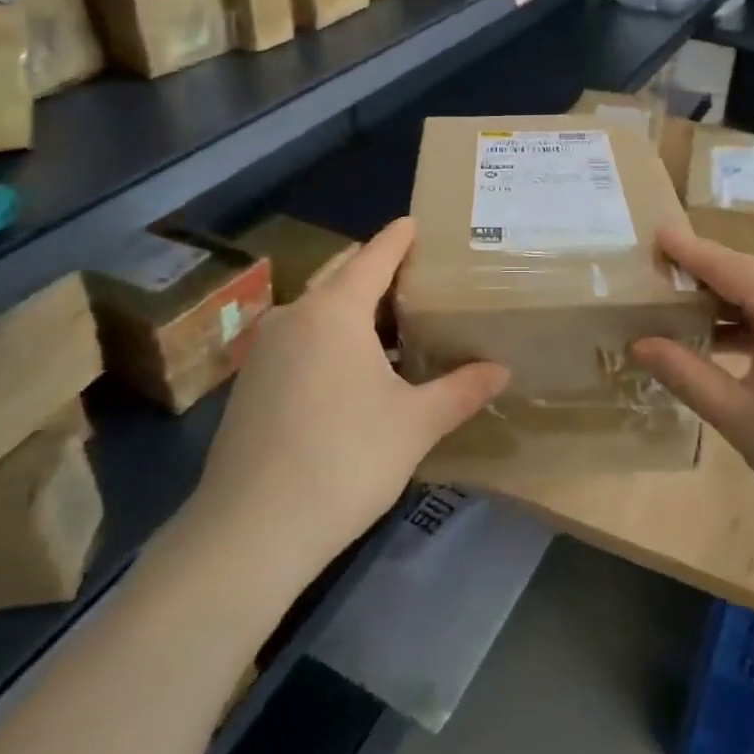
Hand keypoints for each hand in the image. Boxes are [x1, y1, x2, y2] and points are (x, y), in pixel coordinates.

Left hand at [180, 217, 508, 577]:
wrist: (251, 531)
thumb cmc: (345, 461)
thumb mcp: (416, 424)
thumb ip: (461, 390)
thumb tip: (502, 370)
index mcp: (335, 312)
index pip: (373, 257)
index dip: (398, 238)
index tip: (416, 223)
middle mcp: (294, 317)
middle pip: (341, 276)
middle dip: (376, 271)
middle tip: (418, 278)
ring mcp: (265, 350)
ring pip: (317, 311)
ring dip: (352, 309)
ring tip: (393, 324)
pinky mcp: (251, 384)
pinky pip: (299, 340)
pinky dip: (329, 338)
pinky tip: (353, 370)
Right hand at [631, 228, 753, 558]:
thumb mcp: (739, 415)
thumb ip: (685, 372)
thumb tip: (640, 344)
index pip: (724, 263)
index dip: (685, 251)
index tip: (653, 234)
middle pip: (750, 275)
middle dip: (704, 281)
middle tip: (658, 288)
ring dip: (733, 307)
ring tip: (686, 320)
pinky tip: (736, 345)